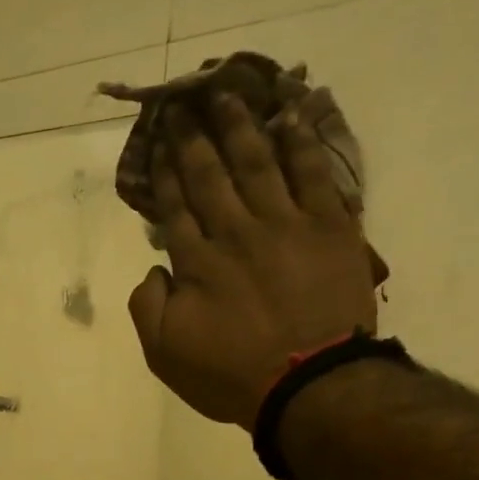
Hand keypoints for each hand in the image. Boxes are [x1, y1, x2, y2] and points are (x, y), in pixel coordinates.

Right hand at [127, 92, 385, 427]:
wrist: (311, 385)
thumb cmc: (233, 375)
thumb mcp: (166, 355)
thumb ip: (147, 307)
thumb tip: (153, 268)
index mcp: (197, 262)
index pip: (175, 207)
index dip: (165, 171)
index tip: (158, 141)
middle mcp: (236, 232)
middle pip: (210, 175)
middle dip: (194, 137)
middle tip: (185, 101)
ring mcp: (286, 225)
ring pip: (258, 163)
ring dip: (240, 126)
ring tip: (228, 94)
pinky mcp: (330, 227)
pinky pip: (313, 175)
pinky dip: (301, 144)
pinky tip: (290, 118)